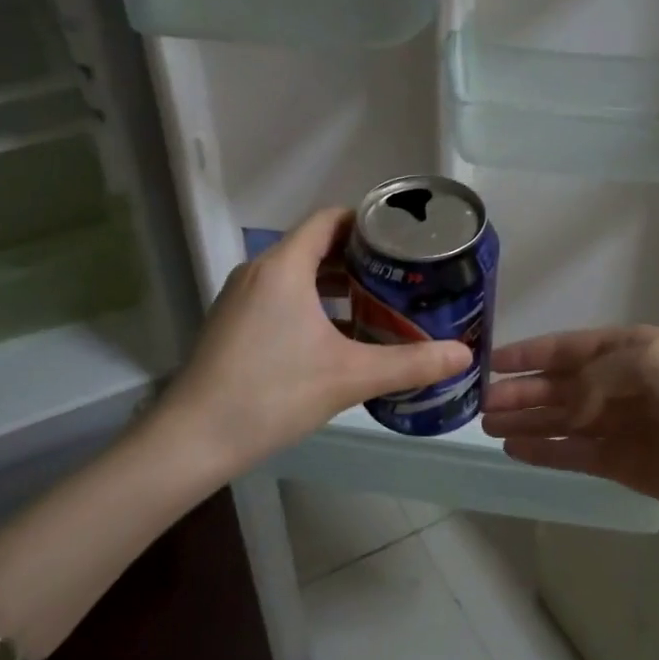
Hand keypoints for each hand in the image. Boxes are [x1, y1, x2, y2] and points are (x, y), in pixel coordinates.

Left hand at [155, 208, 472, 474]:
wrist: (193, 439)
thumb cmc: (273, 394)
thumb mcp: (350, 377)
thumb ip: (411, 363)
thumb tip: (464, 356)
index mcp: (284, 267)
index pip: (329, 220)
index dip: (367, 222)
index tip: (402, 238)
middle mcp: (259, 271)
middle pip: (315, 246)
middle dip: (358, 257)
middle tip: (400, 275)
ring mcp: (240, 297)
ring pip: (296, 274)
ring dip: (335, 284)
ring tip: (376, 303)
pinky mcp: (232, 322)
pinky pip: (279, 296)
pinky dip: (311, 303)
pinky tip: (336, 336)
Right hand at [481, 325, 658, 519]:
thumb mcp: (652, 361)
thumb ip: (597, 376)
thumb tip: (565, 405)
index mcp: (627, 349)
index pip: (566, 348)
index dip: (527, 354)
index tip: (489, 362)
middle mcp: (618, 385)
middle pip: (557, 387)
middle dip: (519, 392)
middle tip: (478, 404)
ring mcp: (619, 426)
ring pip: (559, 421)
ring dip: (525, 421)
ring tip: (486, 426)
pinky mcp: (623, 465)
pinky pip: (572, 454)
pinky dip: (544, 451)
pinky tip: (515, 450)